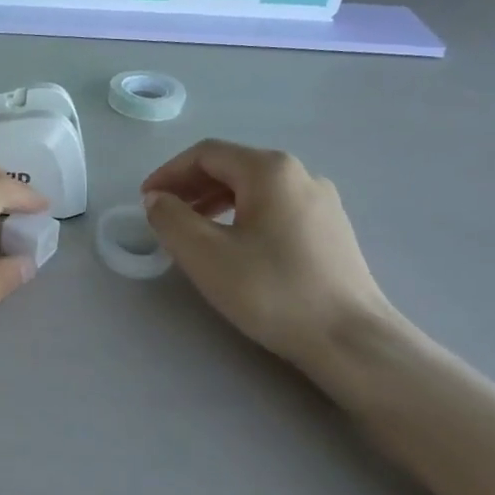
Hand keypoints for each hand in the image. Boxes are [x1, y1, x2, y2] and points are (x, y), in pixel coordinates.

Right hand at [141, 141, 394, 374]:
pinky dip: (243, 215)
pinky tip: (234, 245)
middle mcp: (300, 174)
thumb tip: (159, 199)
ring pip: (254, 188)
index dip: (169, 173)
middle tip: (163, 214)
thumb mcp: (204, 254)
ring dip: (215, 201)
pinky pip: (275, 207)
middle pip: (232, 166)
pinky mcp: (331, 230)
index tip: (145, 201)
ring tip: (192, 230)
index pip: (206, 154)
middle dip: (191, 186)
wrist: (350, 340)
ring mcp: (321, 201)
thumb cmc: (271, 290)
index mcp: (270, 170)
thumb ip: (170, 218)